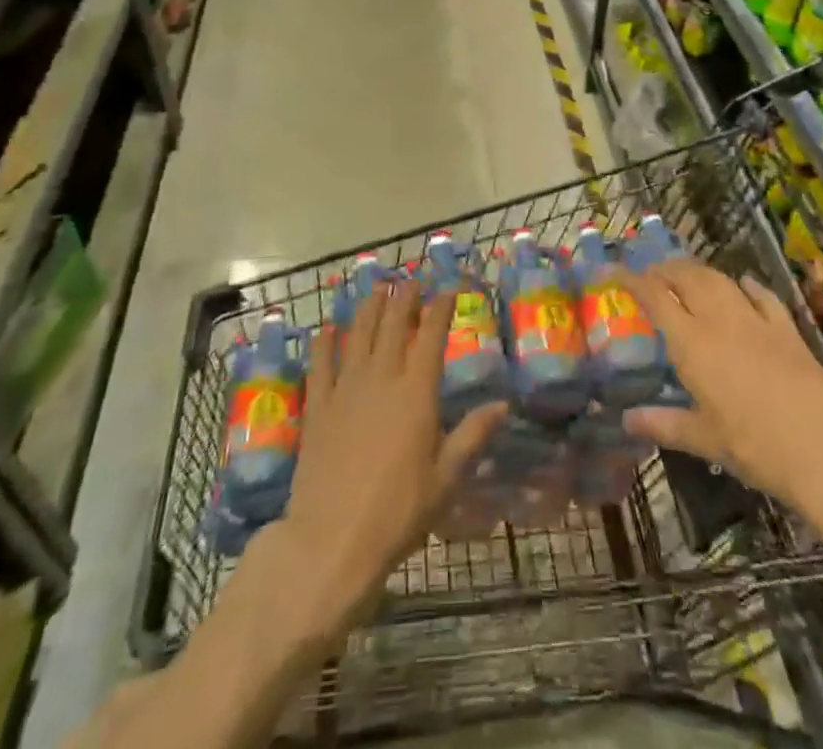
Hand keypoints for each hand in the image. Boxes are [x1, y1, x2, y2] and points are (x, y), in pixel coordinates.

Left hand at [262, 280, 504, 651]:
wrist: (332, 542)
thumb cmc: (398, 512)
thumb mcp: (446, 479)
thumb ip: (472, 436)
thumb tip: (503, 405)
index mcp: (417, 393)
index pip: (432, 335)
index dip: (441, 307)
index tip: (448, 287)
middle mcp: (382, 379)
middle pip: (394, 325)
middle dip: (405, 298)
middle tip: (411, 280)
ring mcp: (346, 390)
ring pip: (360, 335)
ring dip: (370, 308)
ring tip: (378, 289)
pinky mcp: (319, 408)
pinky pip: (321, 364)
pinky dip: (325, 342)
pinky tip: (328, 328)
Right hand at [616, 259, 822, 555]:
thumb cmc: (754, 446)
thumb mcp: (704, 439)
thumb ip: (664, 423)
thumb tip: (627, 420)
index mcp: (692, 342)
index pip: (655, 296)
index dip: (631, 279)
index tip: (613, 272)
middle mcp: (720, 319)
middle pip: (687, 277)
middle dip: (665, 269)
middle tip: (651, 274)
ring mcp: (756, 320)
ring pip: (721, 279)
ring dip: (699, 271)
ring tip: (687, 275)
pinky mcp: (787, 328)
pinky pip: (762, 295)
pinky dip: (746, 285)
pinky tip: (743, 283)